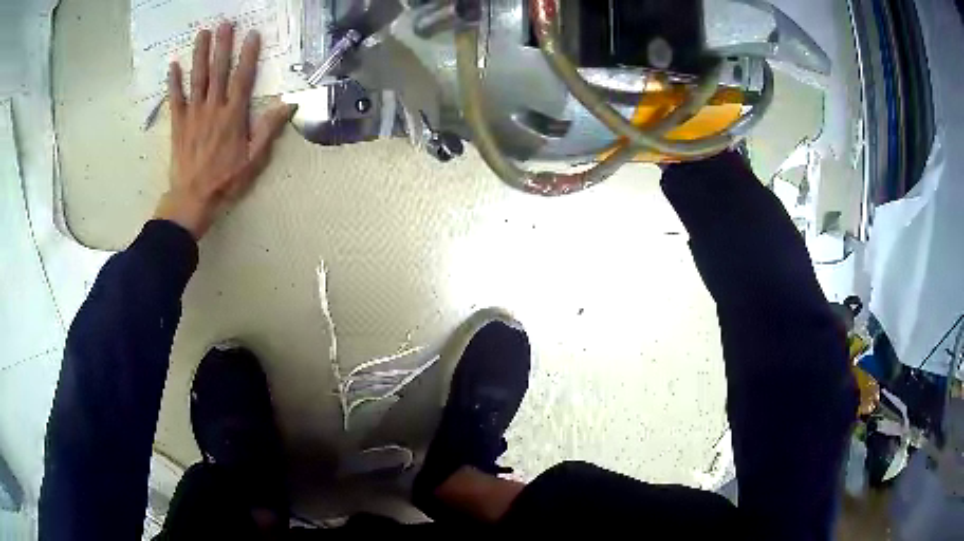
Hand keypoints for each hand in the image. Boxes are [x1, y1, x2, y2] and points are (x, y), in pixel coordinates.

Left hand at [154, 22, 295, 238]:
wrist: (192, 200)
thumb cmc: (225, 181)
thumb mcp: (254, 160)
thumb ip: (268, 130)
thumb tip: (289, 105)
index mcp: (233, 116)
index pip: (243, 78)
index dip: (248, 55)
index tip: (252, 34)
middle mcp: (213, 109)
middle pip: (218, 71)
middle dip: (222, 45)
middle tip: (224, 24)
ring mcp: (193, 115)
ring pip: (197, 79)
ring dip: (199, 55)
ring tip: (202, 33)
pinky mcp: (178, 125)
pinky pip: (175, 99)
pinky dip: (173, 82)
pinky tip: (173, 65)